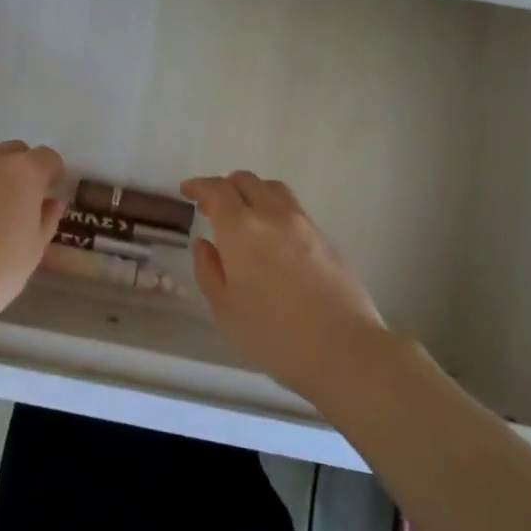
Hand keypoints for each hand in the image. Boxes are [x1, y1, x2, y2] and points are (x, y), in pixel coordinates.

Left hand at [0, 132, 66, 326]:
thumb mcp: (36, 248)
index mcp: (23, 172)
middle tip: (20, 193)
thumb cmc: (0, 269)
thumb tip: (52, 201)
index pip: (47, 157)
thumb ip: (47, 217)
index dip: (53, 172)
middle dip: (22, 166)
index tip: (51, 189)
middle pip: (14, 149)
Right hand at [182, 170, 387, 401]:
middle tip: (213, 206)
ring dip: (254, 193)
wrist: (344, 350)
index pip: (216, 190)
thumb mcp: (225, 310)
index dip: (198, 186)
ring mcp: (305, 224)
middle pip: (247, 181)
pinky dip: (276, 212)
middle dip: (225, 186)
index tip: (187, 191)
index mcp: (241, 229)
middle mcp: (273, 215)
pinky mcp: (327, 239)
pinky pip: (295, 211)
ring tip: (246, 216)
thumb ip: (209, 271)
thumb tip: (205, 245)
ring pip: (274, 190)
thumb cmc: (273, 335)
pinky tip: (275, 240)